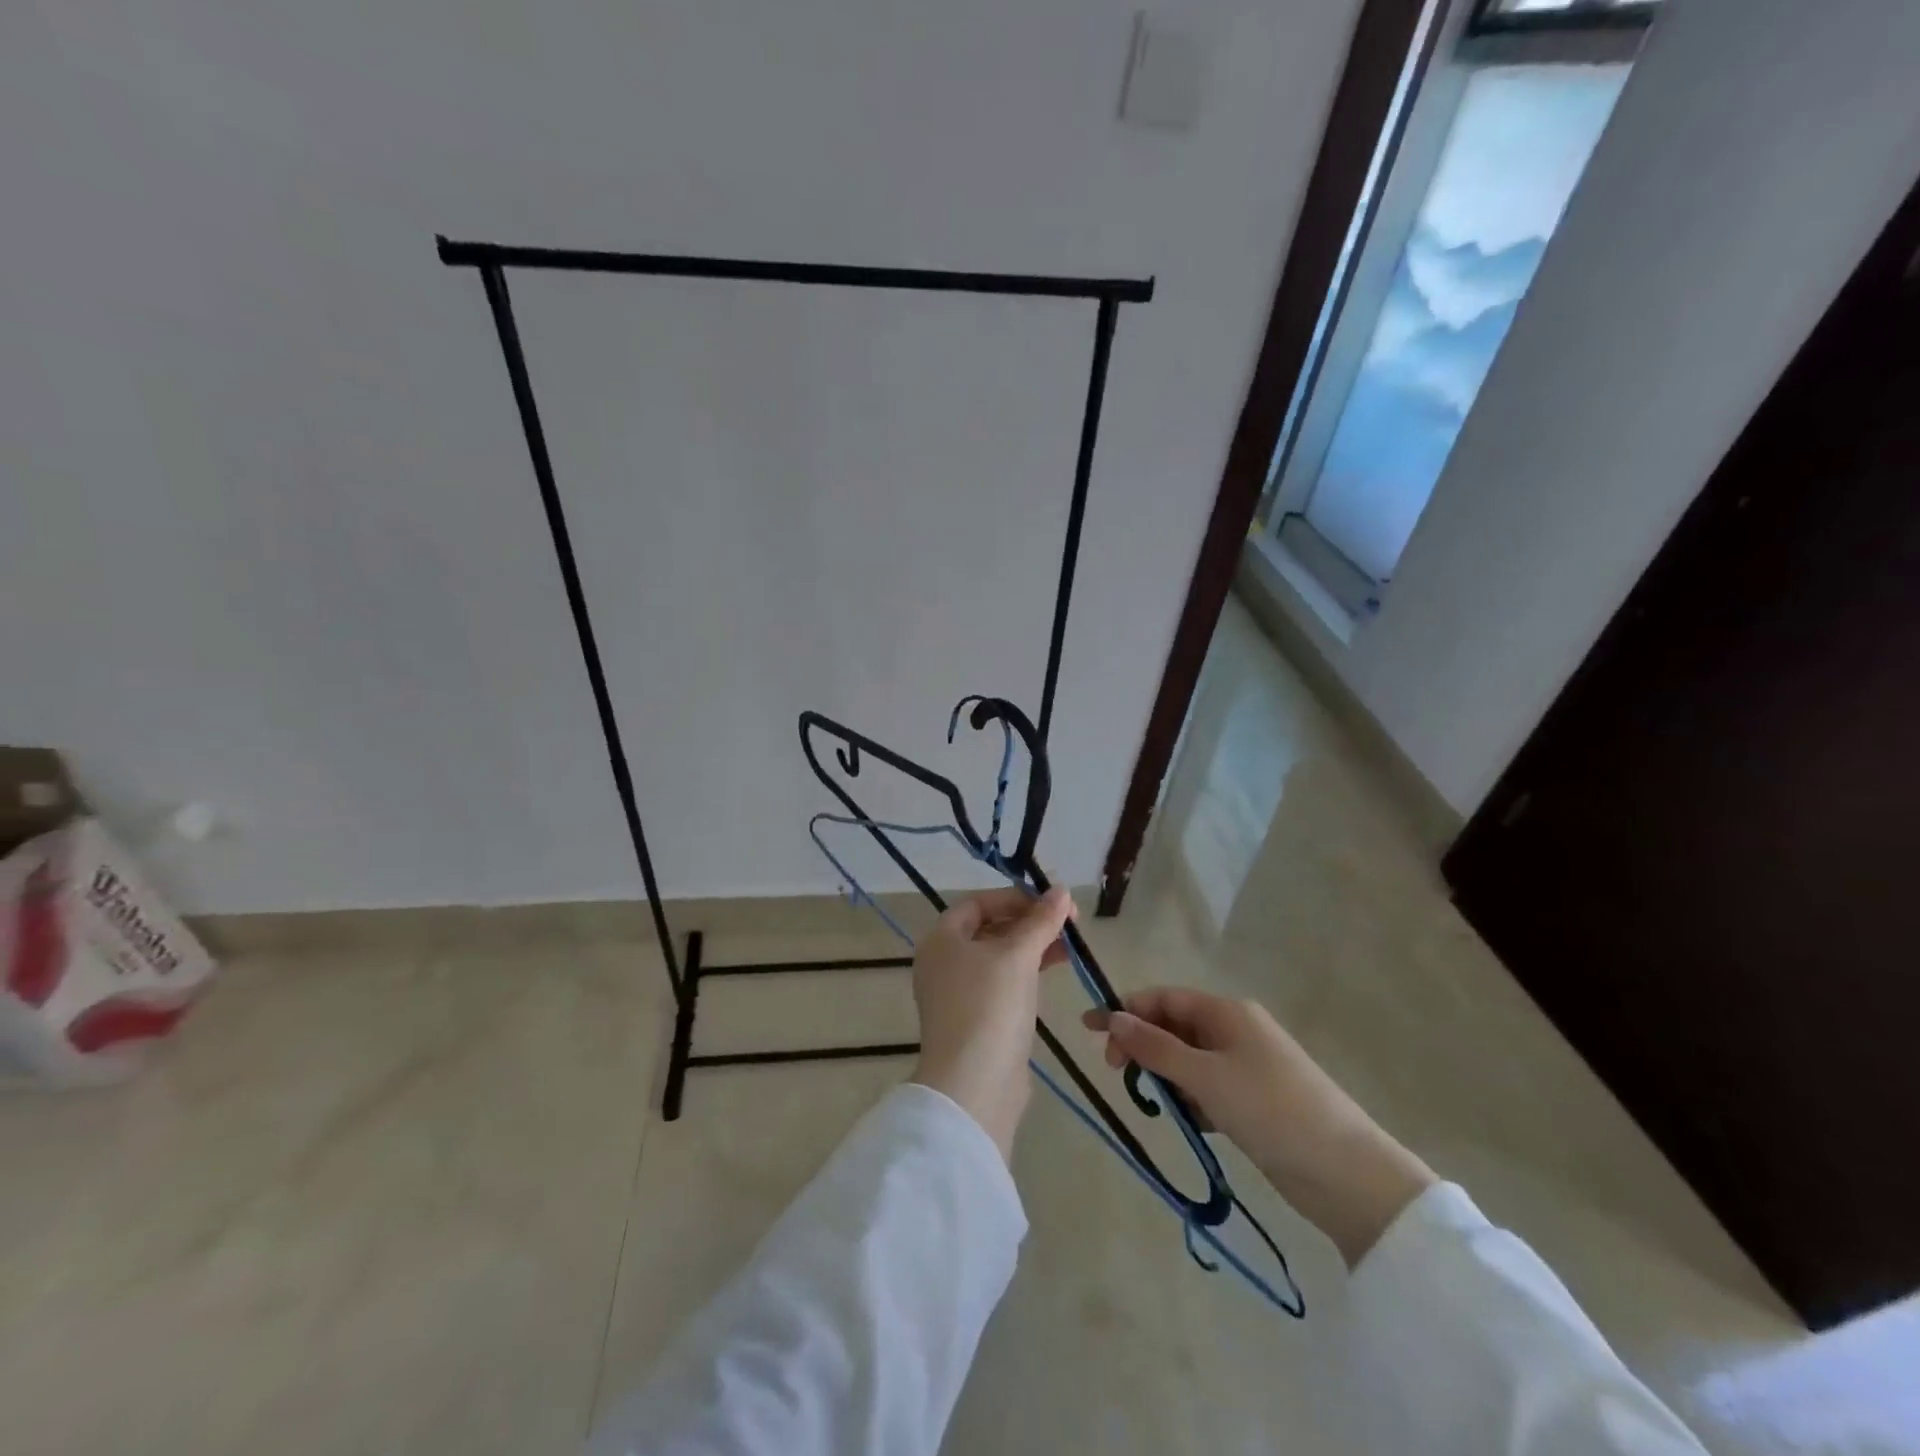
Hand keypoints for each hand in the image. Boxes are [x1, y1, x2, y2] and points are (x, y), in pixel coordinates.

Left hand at [911, 885, 1073, 1160]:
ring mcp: (958, 994)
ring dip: (1033, 947)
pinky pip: (1002, 984)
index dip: (1016, 898)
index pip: (979, 902)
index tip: (1052, 902)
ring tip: (1070, 948)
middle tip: (1069, 924)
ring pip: (999, 957)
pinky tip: (1054, 972)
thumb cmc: (990, 1006)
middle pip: (989, 928)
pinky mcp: (976, 1020)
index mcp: (941, 938)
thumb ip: (1041, 921)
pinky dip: (1027, 973)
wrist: (974, 1085)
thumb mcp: (1018, 955)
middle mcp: (943, 962)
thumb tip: (1061, 890)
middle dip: (1029, 923)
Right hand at [1083, 988, 1434, 1265]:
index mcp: (1227, 1012)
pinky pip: (1208, 1087)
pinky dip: (1192, 1100)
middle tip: (1118, 1074)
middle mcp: (1236, 1030)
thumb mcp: (1204, 1076)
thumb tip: (1112, 1016)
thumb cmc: (1269, 1109)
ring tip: (1160, 1106)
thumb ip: (1154, 1047)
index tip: (1090, 1032)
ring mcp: (1248, 1065)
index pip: (1164, 999)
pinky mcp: (1255, 1099)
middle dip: (1144, 1046)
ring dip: (1167, 1077)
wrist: (1346, 1173)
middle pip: (1174, 1027)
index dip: (1125, 1010)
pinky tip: (1190, 1123)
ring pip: (1189, 1060)